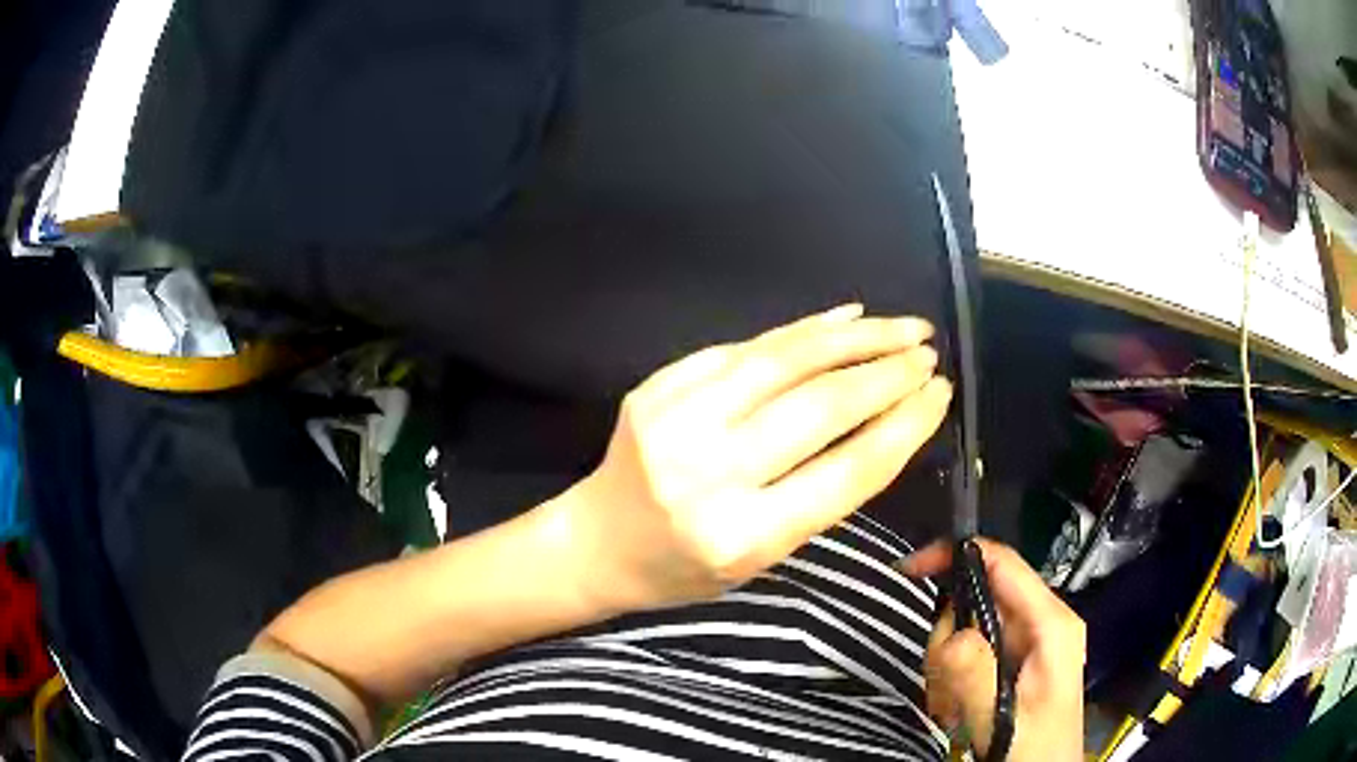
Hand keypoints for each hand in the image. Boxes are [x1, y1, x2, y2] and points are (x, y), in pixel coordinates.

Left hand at [565, 304, 951, 610]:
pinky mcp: (658, 386)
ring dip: (853, 337)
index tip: (941, 396)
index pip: (846, 470)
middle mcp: (707, 473)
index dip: (904, 426)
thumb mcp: (763, 558)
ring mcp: (675, 420)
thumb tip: (886, 422)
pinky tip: (842, 317)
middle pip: (820, 406)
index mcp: (741, 535)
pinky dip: (800, 330)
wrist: (598, 542)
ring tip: (901, 327)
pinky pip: (743, 346)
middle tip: (928, 355)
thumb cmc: (685, 568)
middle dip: (887, 374)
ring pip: (783, 360)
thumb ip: (821, 493)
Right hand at [900, 539, 1084, 761]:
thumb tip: (947, 632)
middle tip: (944, 687)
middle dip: (948, 641)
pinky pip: (967, 656)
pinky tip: (959, 712)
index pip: (1002, 563)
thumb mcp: (1003, 716)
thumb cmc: (1034, 748)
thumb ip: (974, 674)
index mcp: (1050, 622)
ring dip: (947, 670)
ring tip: (954, 708)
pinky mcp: (1012, 664)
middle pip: (976, 600)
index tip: (909, 571)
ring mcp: (1025, 644)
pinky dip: (952, 683)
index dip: (956, 555)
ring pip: (966, 631)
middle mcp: (1039, 623)